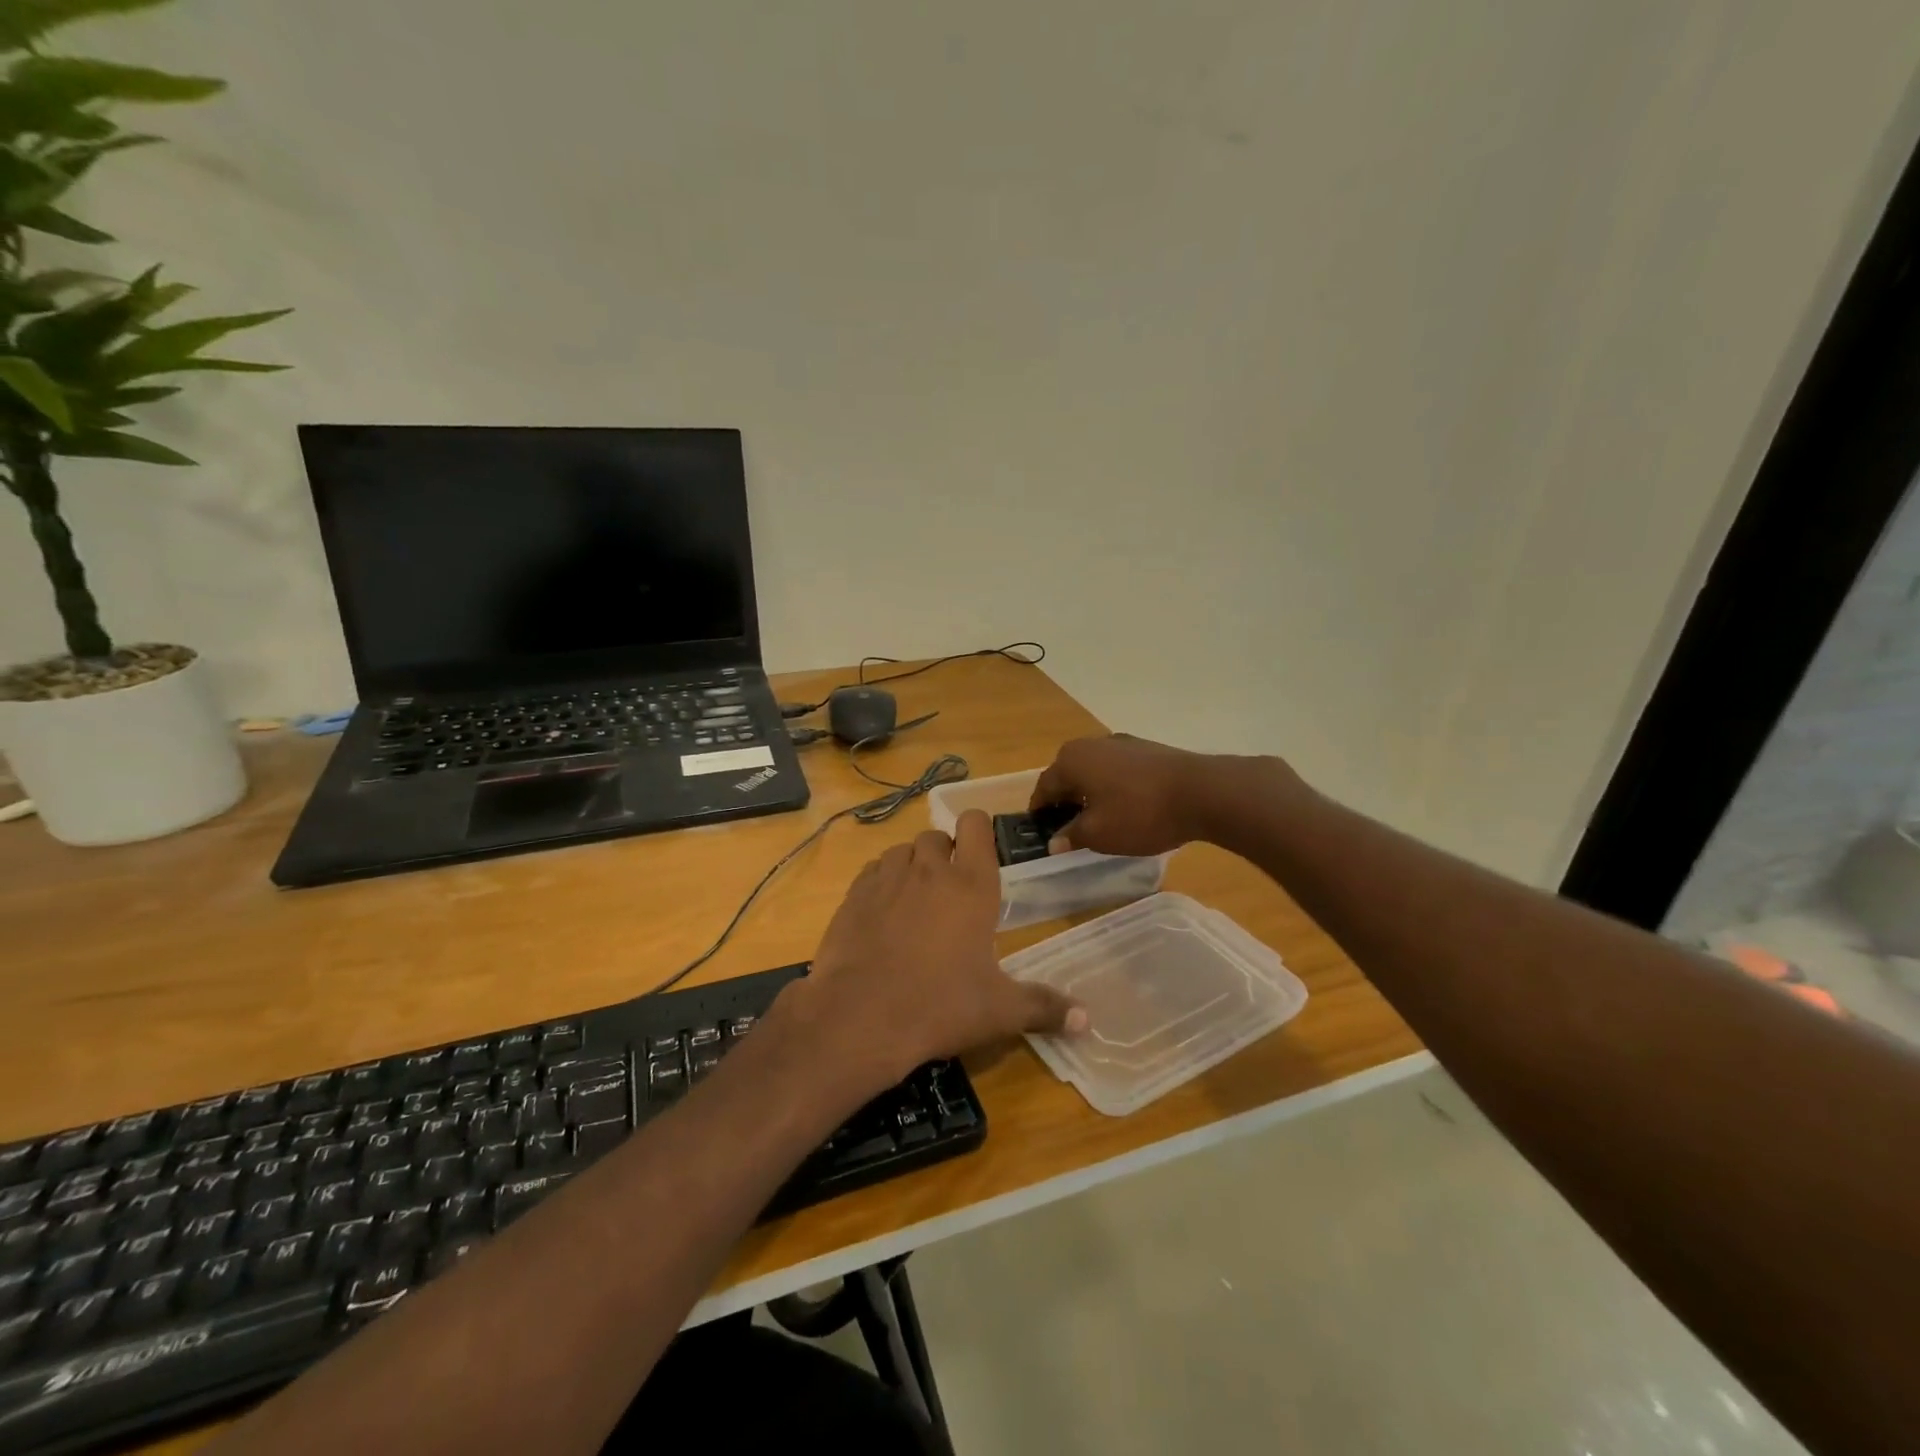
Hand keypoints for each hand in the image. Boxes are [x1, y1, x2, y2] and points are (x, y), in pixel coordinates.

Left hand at [777, 810, 1084, 1089]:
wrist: (861, 1017)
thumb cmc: (941, 1006)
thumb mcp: (1000, 1011)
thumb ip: (1044, 1007)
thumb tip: (1087, 1021)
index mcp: (972, 885)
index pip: (975, 824)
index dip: (979, 829)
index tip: (982, 852)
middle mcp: (929, 870)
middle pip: (937, 836)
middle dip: (945, 854)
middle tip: (952, 891)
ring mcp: (887, 878)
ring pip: (903, 851)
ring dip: (912, 865)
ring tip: (917, 901)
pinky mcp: (854, 895)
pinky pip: (872, 871)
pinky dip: (881, 882)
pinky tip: (883, 913)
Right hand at [1030, 733, 1284, 855]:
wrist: (1202, 792)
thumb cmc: (1140, 814)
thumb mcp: (1099, 834)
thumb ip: (1071, 836)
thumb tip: (1054, 841)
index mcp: (1071, 760)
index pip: (1044, 788)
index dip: (1040, 812)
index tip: (1042, 832)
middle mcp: (1091, 744)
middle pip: (1068, 775)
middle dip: (1066, 801)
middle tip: (1070, 829)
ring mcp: (1122, 743)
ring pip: (1094, 771)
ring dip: (1091, 793)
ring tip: (1100, 820)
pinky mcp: (1147, 749)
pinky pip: (1118, 770)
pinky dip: (1114, 787)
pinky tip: (1128, 808)